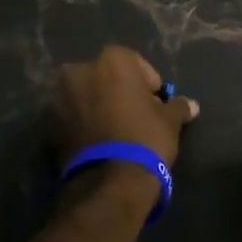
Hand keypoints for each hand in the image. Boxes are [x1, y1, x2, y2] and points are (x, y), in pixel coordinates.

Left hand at [55, 46, 198, 168]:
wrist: (108, 182)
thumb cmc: (145, 138)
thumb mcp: (170, 121)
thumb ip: (178, 106)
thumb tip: (191, 105)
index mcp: (112, 60)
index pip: (137, 65)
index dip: (149, 85)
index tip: (156, 105)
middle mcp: (81, 70)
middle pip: (107, 77)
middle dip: (119, 92)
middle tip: (135, 116)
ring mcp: (60, 97)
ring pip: (87, 96)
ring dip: (99, 107)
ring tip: (116, 132)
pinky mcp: (49, 125)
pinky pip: (73, 117)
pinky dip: (83, 124)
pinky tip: (99, 142)